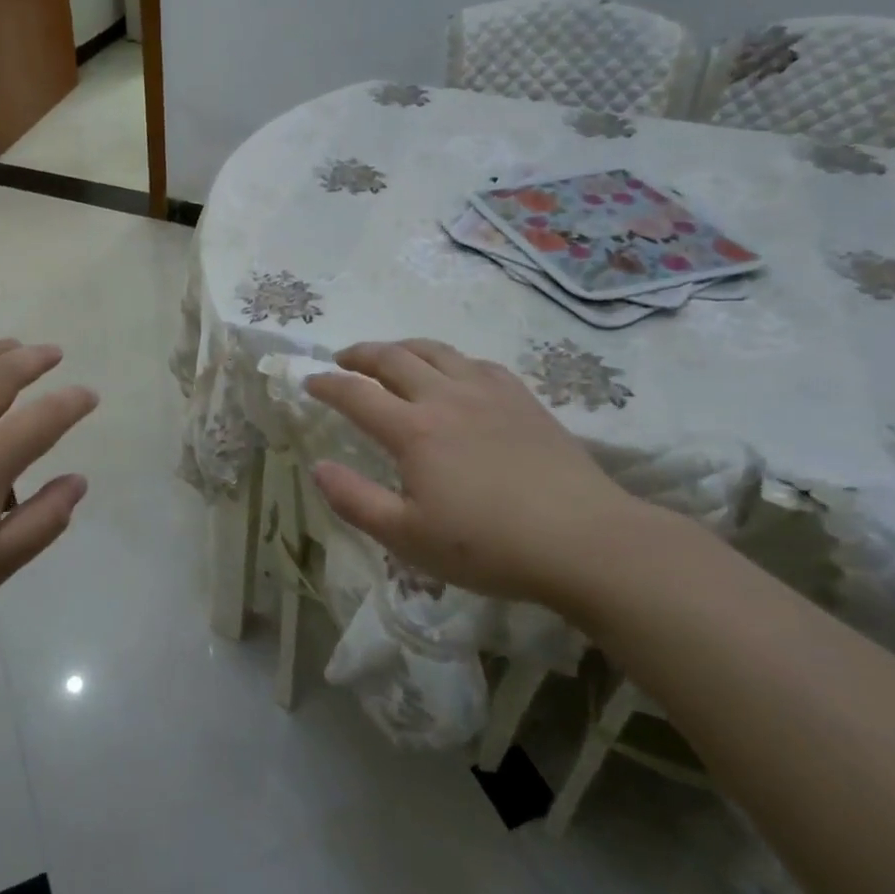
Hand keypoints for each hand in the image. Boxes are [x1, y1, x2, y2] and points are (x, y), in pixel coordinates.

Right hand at [304, 340, 642, 608]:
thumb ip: (355, 500)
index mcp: (413, 429)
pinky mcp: (522, 399)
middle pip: (393, 358)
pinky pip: (476, 363)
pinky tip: (453, 373)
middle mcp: (445, 397)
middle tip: (343, 360)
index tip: (309, 381)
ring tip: (390, 356)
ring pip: (435, 351)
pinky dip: (450, 360)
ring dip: (402, 347)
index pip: (356, 394)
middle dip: (360, 354)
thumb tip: (317, 467)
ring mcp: (488, 392)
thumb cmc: (488, 546)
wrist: (585, 541)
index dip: (327, 384)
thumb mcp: (407, 537)